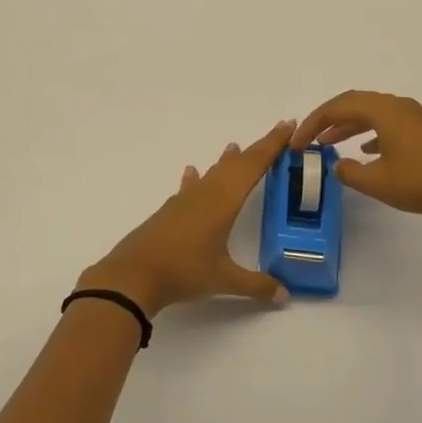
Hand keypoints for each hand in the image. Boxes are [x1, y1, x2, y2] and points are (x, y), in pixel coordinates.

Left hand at [78, 121, 295, 317]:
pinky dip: (196, 178)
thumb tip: (285, 296)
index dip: (272, 145)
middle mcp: (206, 193)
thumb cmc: (183, 271)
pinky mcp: (170, 211)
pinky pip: (190, 187)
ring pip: (212, 173)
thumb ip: (256, 285)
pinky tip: (192, 173)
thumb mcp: (223, 280)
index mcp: (224, 201)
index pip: (254, 165)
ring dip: (226, 161)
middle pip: (236, 164)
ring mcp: (185, 201)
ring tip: (234, 147)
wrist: (133, 275)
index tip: (288, 126)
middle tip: (277, 133)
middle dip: (257, 149)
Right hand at [293, 90, 421, 231]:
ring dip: (347, 126)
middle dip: (327, 120)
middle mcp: (397, 105)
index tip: (296, 142)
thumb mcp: (378, 182)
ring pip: (370, 113)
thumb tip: (336, 164)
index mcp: (384, 110)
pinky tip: (364, 152)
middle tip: (308, 138)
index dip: (313, 123)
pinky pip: (386, 124)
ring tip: (328, 144)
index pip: (337, 107)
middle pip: (353, 104)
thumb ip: (349, 172)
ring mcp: (412, 117)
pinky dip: (368, 133)